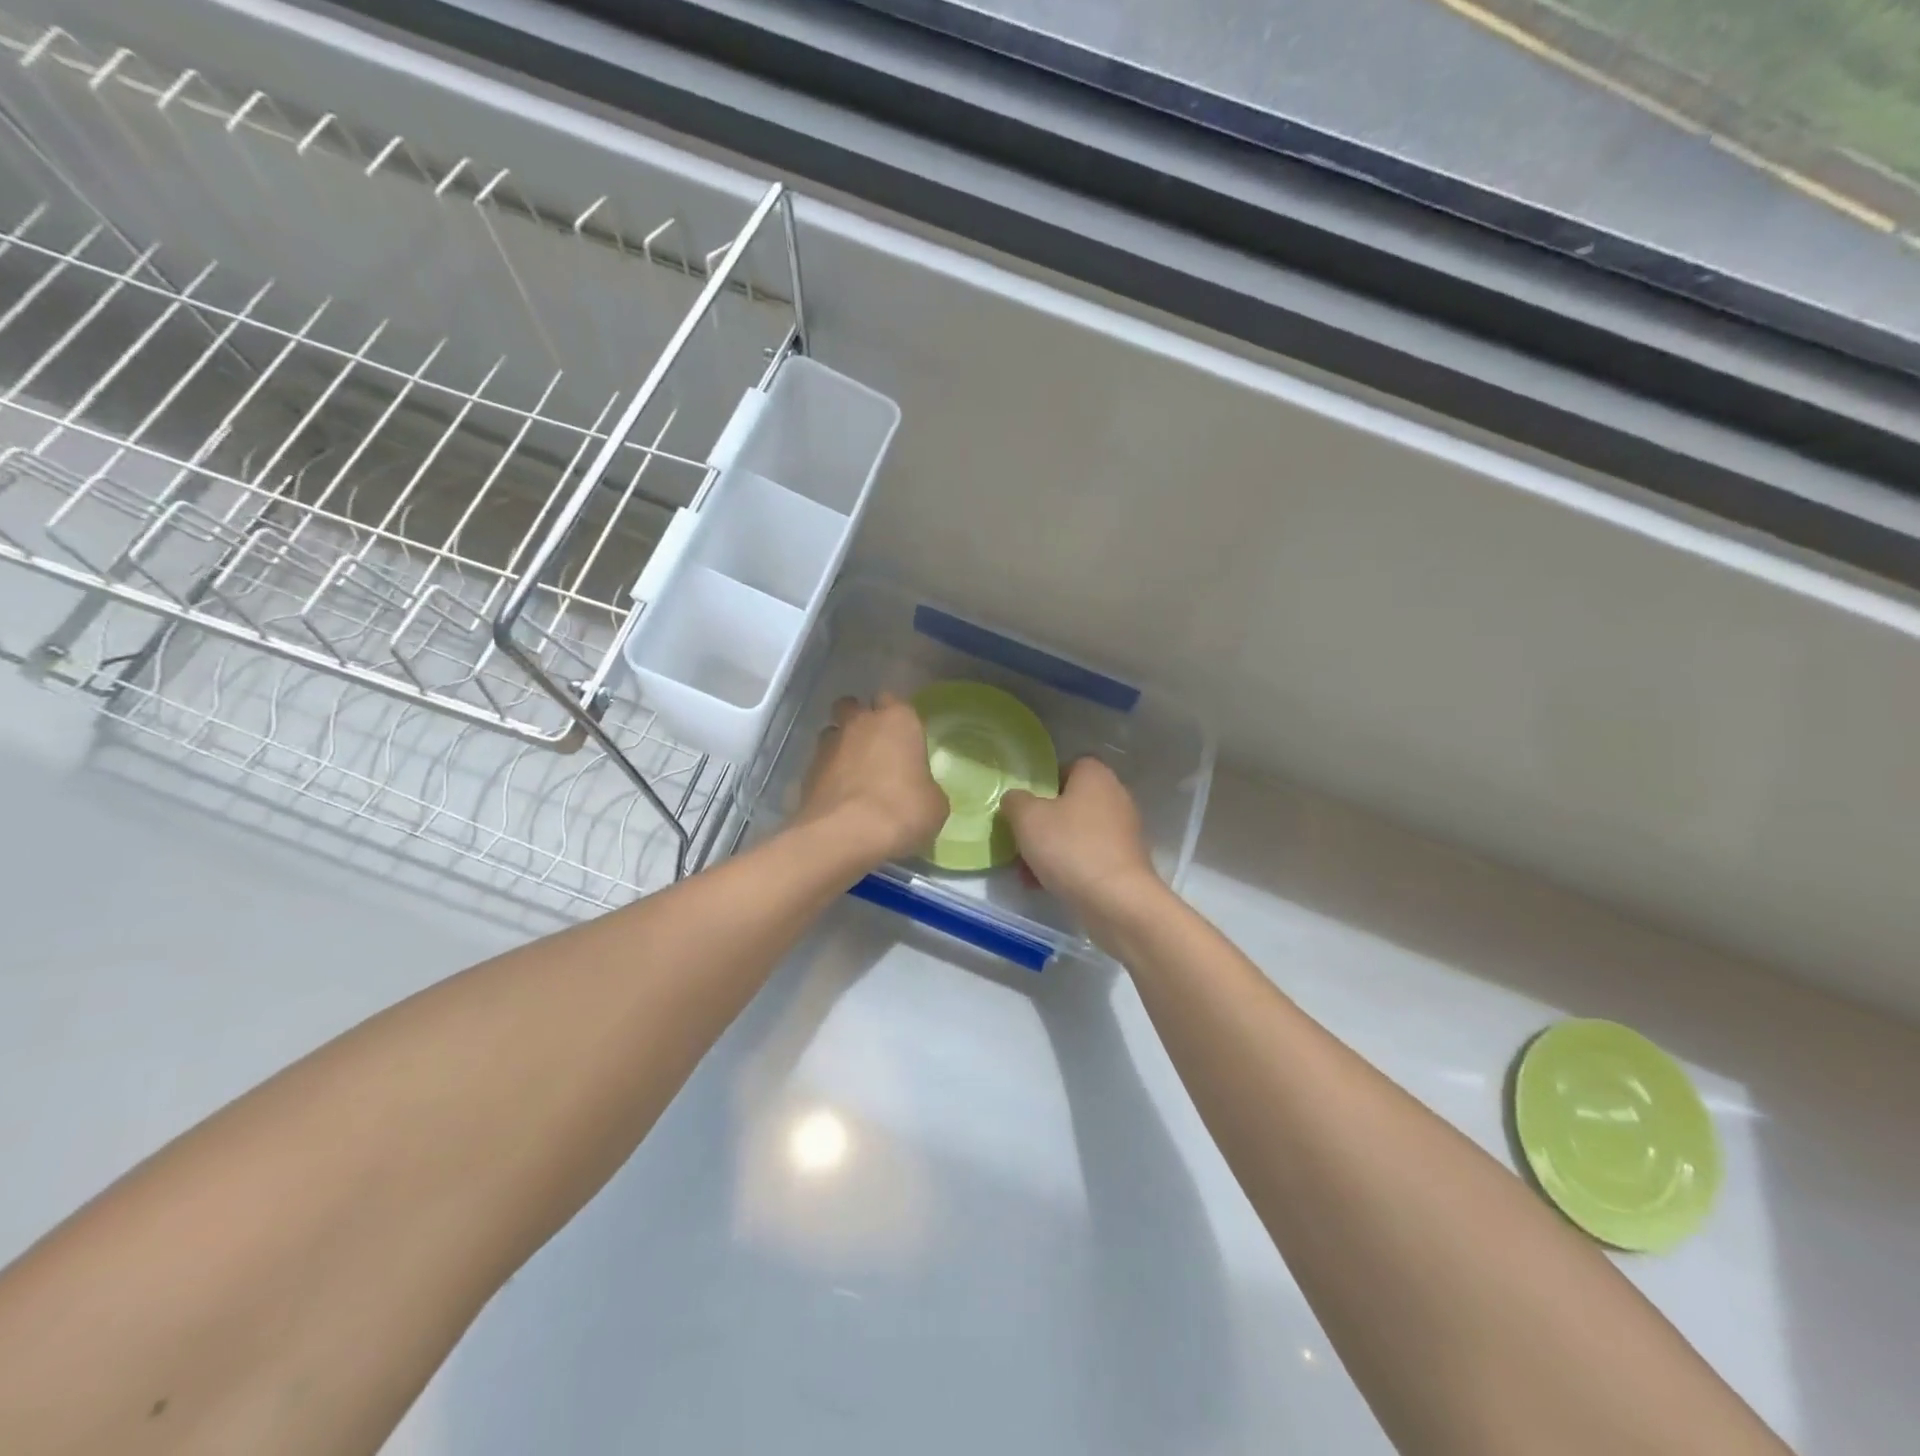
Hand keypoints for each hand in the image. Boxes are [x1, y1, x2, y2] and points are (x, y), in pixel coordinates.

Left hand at [797, 692, 948, 866]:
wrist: (845, 835)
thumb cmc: (902, 811)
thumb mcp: (934, 805)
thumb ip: (926, 788)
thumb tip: (920, 792)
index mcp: (898, 721)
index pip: (895, 700)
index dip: (898, 718)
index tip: (903, 738)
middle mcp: (860, 723)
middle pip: (854, 706)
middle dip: (860, 720)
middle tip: (874, 748)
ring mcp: (828, 745)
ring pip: (833, 732)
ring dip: (840, 746)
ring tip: (852, 775)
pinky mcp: (806, 771)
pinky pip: (819, 764)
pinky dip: (827, 775)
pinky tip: (838, 798)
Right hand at [1001, 758, 1165, 927]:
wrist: (1117, 901)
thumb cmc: (1070, 848)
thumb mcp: (1027, 818)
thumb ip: (1015, 801)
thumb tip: (1016, 800)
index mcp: (1096, 776)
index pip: (1066, 767)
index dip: (1042, 784)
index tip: (1024, 807)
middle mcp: (1115, 796)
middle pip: (1069, 803)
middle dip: (1042, 823)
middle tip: (1021, 841)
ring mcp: (1123, 831)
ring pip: (1076, 833)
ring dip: (1051, 849)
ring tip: (1027, 872)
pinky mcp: (1125, 862)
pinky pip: (1089, 856)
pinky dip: (1069, 867)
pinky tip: (1046, 885)